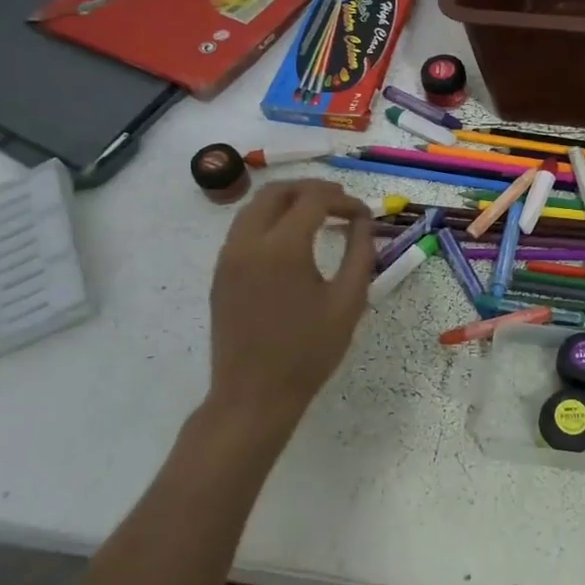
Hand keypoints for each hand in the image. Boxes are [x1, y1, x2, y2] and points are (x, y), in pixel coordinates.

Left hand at [198, 179, 373, 445]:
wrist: (254, 394)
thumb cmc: (308, 352)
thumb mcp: (348, 302)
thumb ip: (360, 254)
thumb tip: (364, 222)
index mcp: (282, 248)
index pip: (314, 200)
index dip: (343, 200)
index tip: (363, 215)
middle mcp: (248, 242)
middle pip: (278, 191)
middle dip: (313, 190)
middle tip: (341, 203)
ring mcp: (228, 256)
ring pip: (256, 206)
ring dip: (289, 201)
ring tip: (319, 215)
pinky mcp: (221, 272)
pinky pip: (244, 228)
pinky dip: (270, 219)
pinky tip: (293, 239)